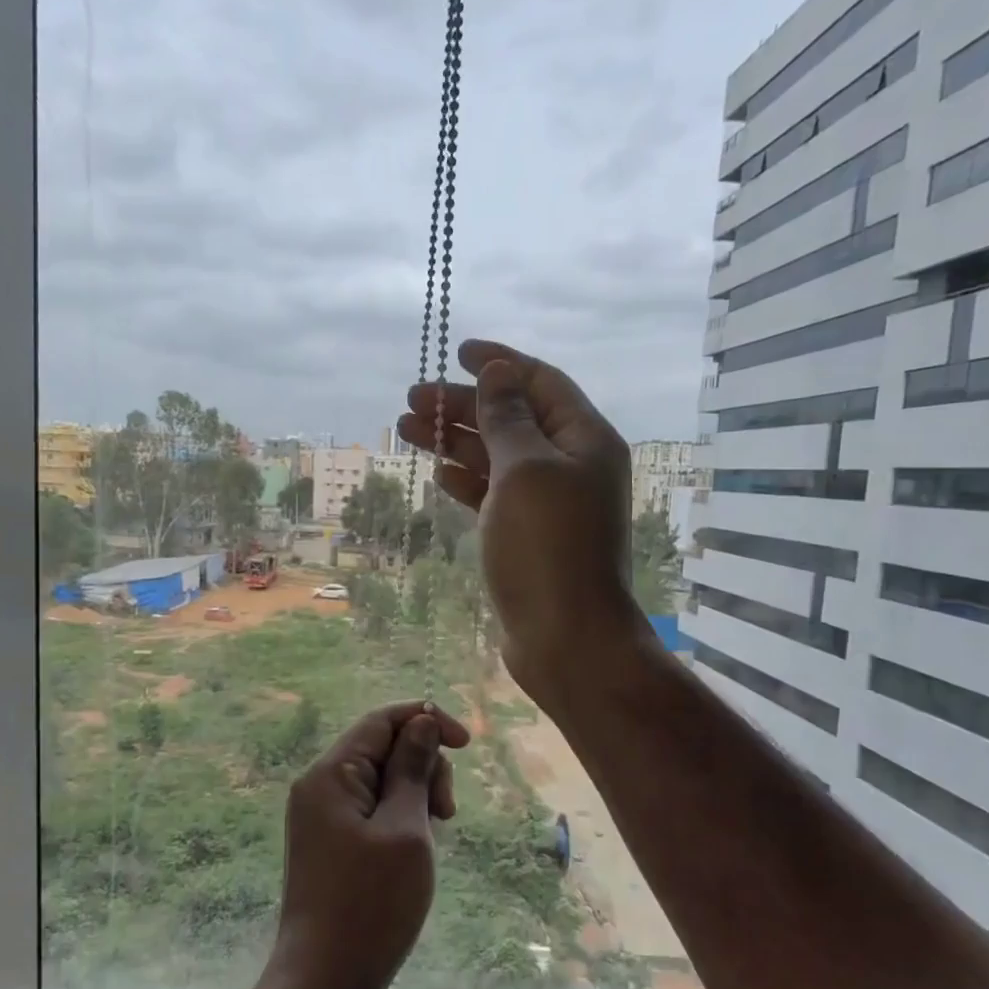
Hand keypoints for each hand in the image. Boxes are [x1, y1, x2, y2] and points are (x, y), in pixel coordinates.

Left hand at [265, 702, 470, 988]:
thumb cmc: (371, 904)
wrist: (324, 983)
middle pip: (382, 747)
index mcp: (331, 774)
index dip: (426, 720)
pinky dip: (400, 816)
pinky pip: (371, 808)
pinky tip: (415, 847)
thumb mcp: (405, 829)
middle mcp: (320, 786)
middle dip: (423, 765)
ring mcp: (322, 816)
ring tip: (433, 835)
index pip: (382, 720)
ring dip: (416, 794)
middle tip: (446, 812)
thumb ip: (412, 769)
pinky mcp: (330, 843)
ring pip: (380, 779)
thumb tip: (420, 722)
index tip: (466, 745)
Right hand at [397, 338, 642, 703]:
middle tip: (410, 401)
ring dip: (454, 440)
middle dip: (462, 405)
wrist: (566, 637)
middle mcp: (569, 464)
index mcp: (583, 439)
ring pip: (496, 456)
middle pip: (511, 418)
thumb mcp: (524, 470)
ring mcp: (548, 502)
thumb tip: (498, 371)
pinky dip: (466, 479)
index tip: (457, 351)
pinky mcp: (527, 535)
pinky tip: (438, 472)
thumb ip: (507, 417)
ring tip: (405, 429)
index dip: (498, 363)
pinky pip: (493, 493)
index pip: (539, 382)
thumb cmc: (547, 547)